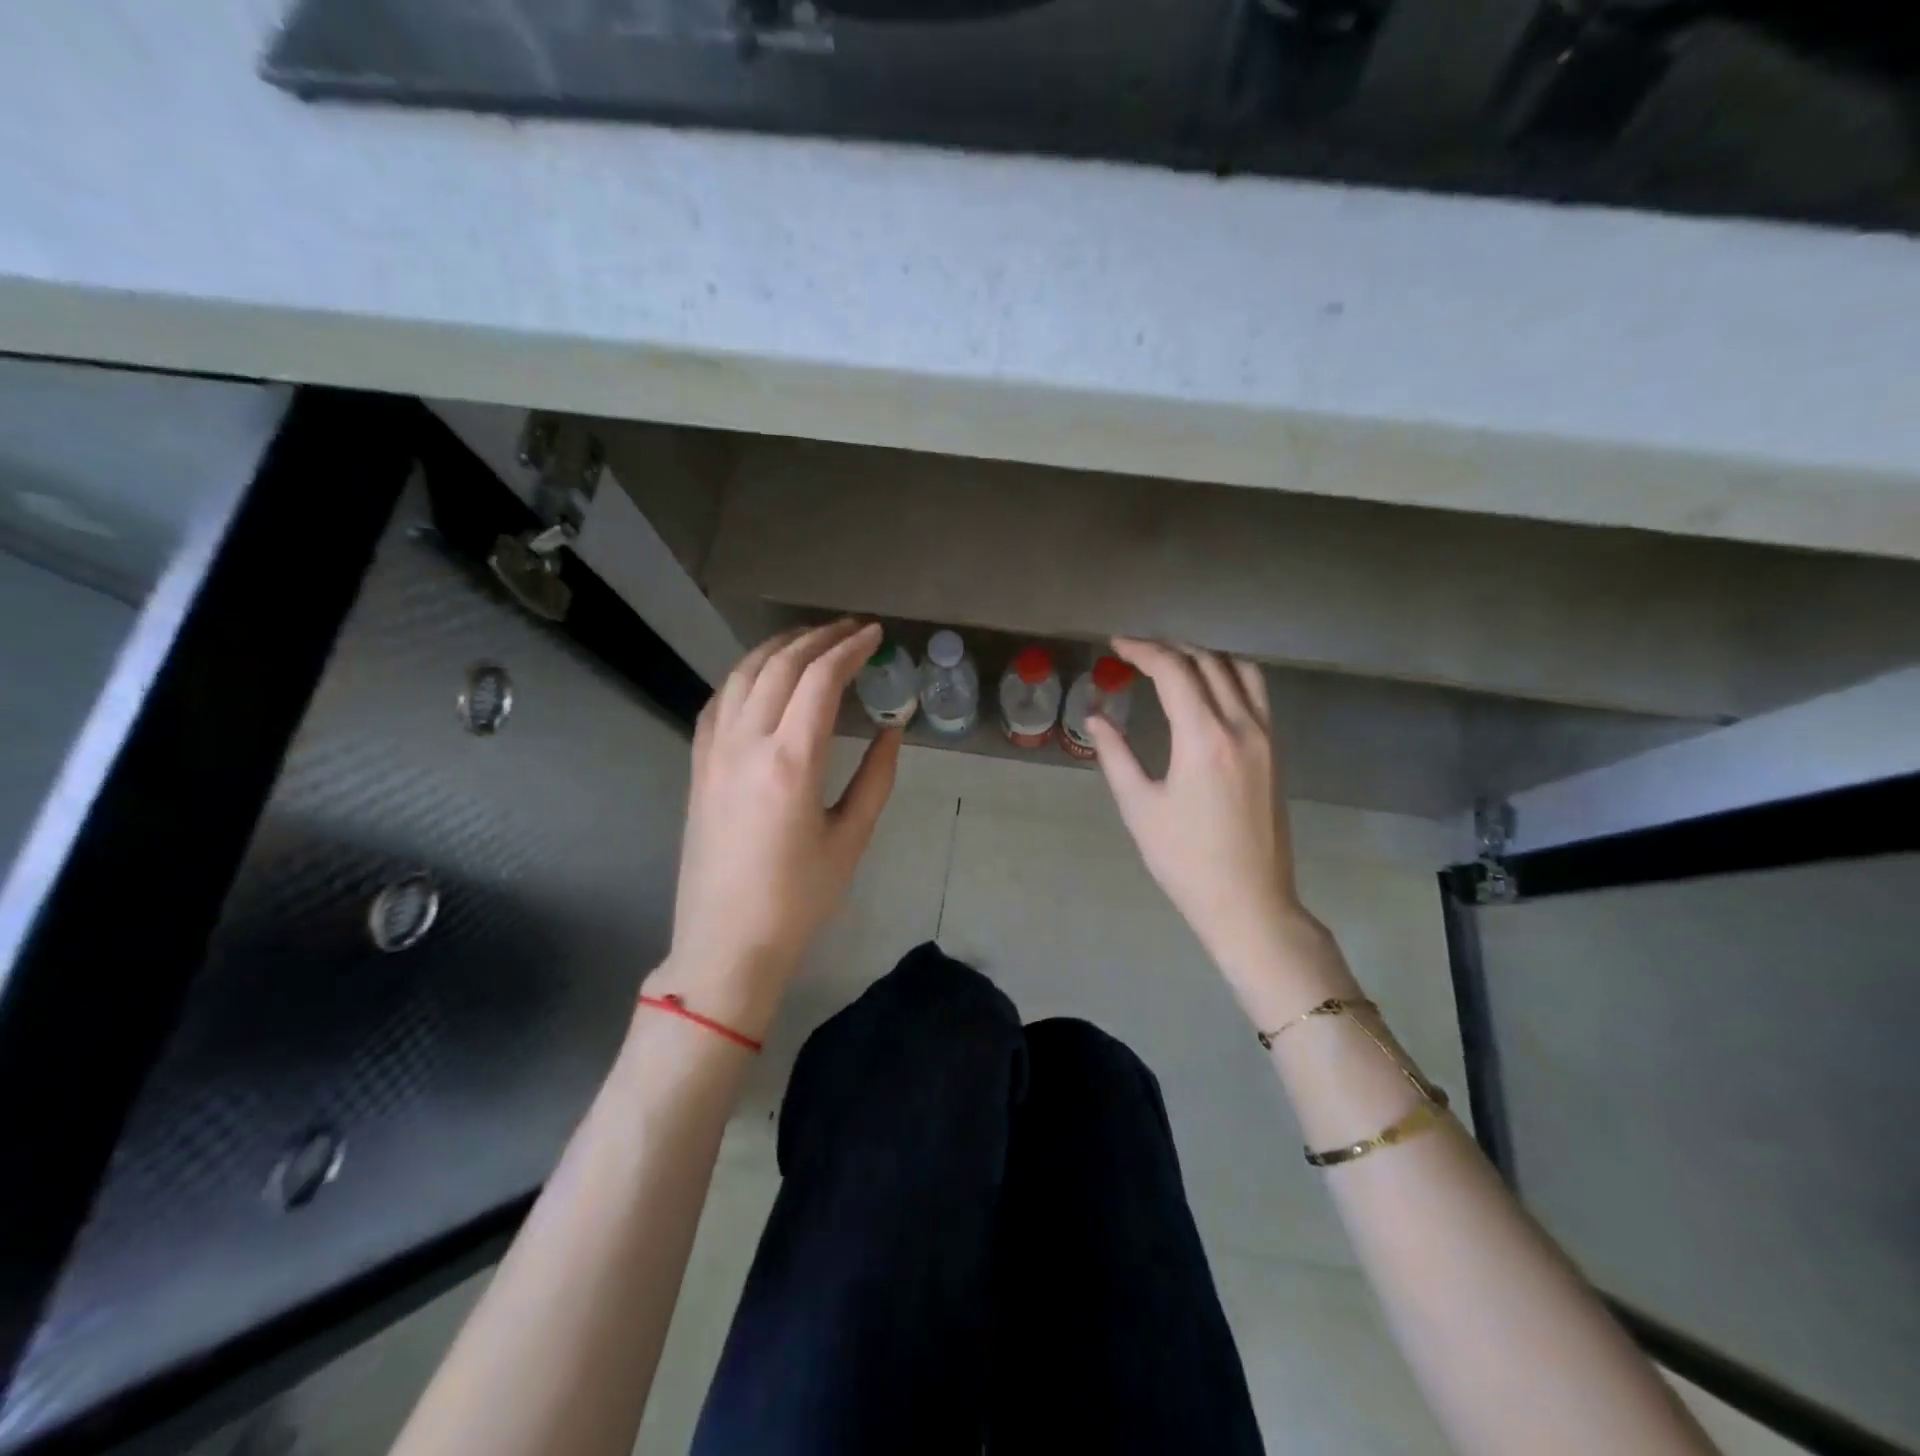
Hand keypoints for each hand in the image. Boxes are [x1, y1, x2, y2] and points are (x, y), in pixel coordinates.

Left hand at [648, 620, 900, 1036]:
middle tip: (851, 631)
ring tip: (810, 641)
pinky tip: (762, 678)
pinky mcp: (697, 766)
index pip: (819, 680)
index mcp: (790, 762)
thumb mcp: (851, 839)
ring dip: (779, 648)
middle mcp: (746, 744)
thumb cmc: (799, 899)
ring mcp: (713, 752)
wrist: (727, 942)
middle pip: (780, 665)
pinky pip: (718, 701)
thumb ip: (876, 777)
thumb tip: (891, 729)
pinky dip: (744, 675)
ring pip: (742, 674)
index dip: (850, 649)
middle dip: (818, 638)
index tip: (874, 635)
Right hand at [1086, 639, 1349, 1022]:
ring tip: (1172, 664)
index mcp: (1203, 737)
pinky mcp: (1275, 752)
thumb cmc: (1184, 859)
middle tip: (1136, 654)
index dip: (1142, 650)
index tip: (1116, 646)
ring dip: (1204, 656)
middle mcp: (1241, 726)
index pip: (1174, 670)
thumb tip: (1096, 718)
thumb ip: (1115, 755)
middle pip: (1207, 662)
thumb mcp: (1139, 807)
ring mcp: (1265, 737)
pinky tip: (1208, 691)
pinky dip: (1230, 676)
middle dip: (1169, 649)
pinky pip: (1256, 693)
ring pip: (1240, 670)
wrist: (1248, 901)